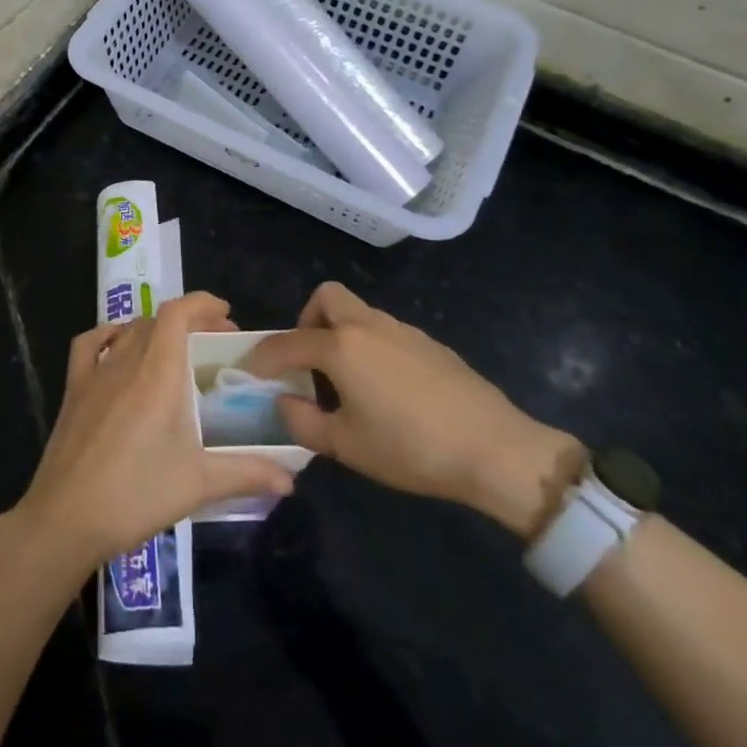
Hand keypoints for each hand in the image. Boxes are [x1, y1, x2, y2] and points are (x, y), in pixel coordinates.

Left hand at [14, 292, 297, 575]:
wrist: (66, 518)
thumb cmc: (136, 495)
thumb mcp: (198, 484)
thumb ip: (247, 473)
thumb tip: (291, 479)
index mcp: (158, 373)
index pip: (177, 313)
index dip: (202, 303)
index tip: (227, 315)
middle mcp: (126, 361)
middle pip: (157, 319)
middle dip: (189, 321)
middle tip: (214, 345)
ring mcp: (95, 372)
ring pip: (129, 330)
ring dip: (156, 330)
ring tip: (176, 350)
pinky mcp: (73, 389)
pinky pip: (90, 345)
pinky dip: (109, 335)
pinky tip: (120, 349)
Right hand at [243, 283, 585, 536]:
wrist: (495, 449)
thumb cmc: (410, 448)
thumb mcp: (346, 445)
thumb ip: (303, 422)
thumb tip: (284, 402)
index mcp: (341, 347)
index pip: (288, 342)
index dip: (264, 356)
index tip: (251, 371)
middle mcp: (369, 326)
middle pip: (328, 297)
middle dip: (307, 320)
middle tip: (307, 359)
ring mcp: (403, 331)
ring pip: (360, 313)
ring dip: (341, 334)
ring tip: (346, 380)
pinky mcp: (430, 344)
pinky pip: (386, 332)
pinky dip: (371, 347)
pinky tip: (385, 388)